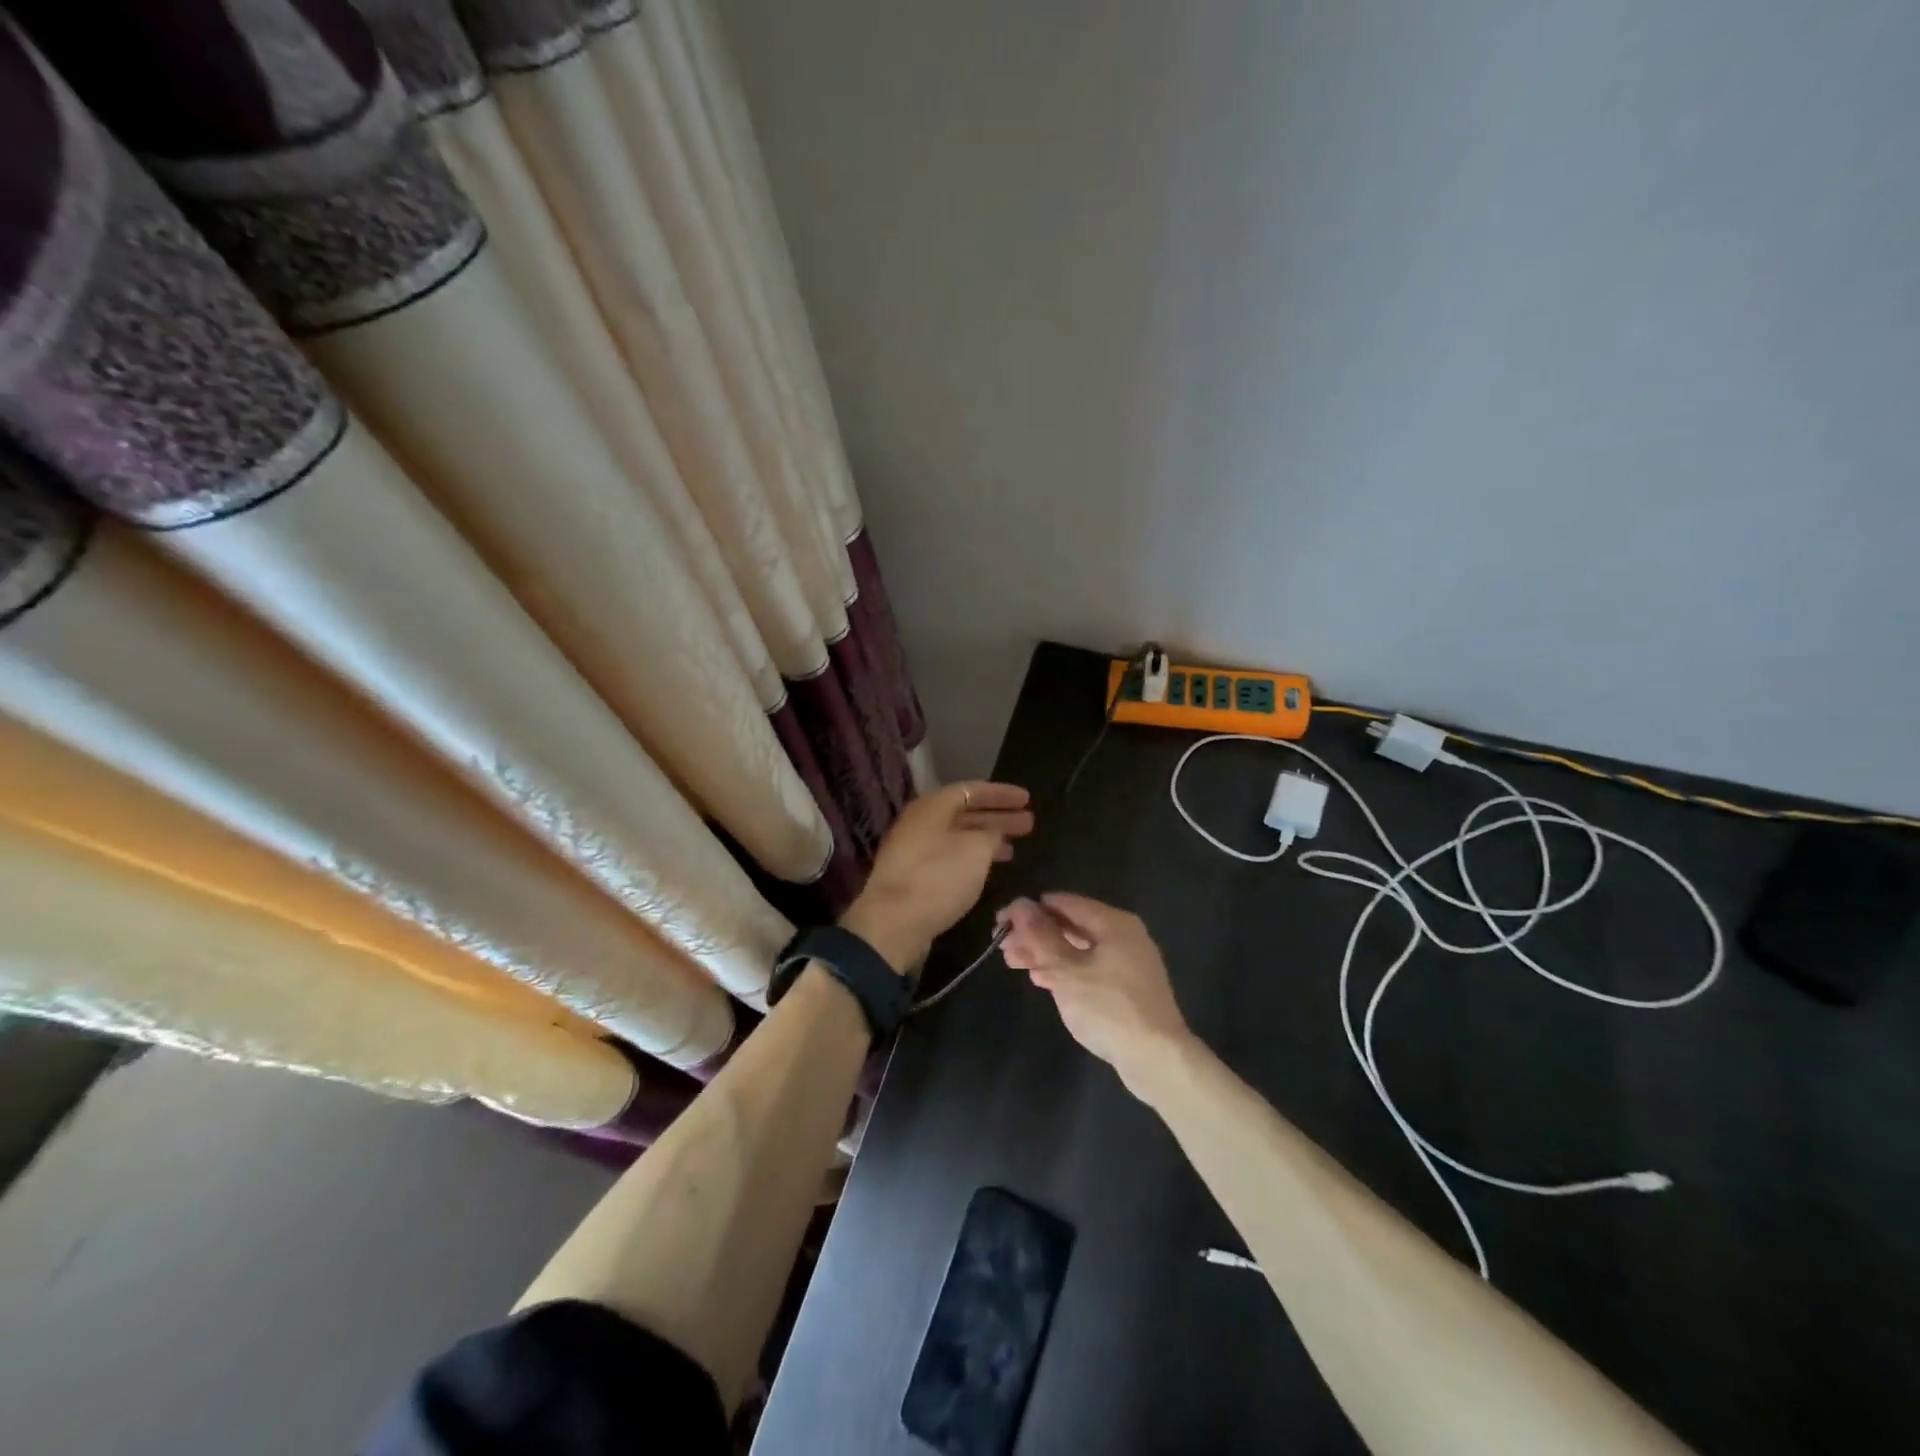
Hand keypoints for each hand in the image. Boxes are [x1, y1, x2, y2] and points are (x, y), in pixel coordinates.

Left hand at [840, 781, 1034, 972]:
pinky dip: (972, 859)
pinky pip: (949, 857)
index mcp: (932, 807)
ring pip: (958, 837)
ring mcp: (914, 850)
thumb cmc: (937, 877)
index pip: (971, 790)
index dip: (1001, 794)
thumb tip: (993, 833)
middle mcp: (920, 823)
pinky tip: (987, 870)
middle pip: (965, 813)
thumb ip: (991, 834)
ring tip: (1014, 848)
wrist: (892, 924)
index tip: (1027, 799)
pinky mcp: (913, 876)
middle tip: (1028, 823)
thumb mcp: (975, 850)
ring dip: (987, 840)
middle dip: (998, 817)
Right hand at [999, 894, 1195, 1096]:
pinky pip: (1088, 967)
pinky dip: (1064, 969)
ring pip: (1077, 948)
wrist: (1156, 1058)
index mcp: (1113, 923)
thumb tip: (1019, 904)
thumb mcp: (1067, 971)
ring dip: (1045, 953)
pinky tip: (1041, 979)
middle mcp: (1122, 935)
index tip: (1001, 923)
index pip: (1063, 903)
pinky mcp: (1125, 987)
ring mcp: (1126, 962)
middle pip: (1070, 925)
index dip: (1029, 910)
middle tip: (1003, 946)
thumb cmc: (1109, 1008)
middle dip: (1035, 933)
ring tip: (1014, 962)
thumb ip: (1041, 936)